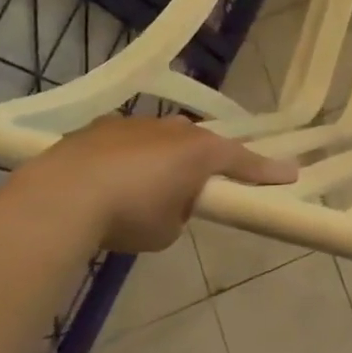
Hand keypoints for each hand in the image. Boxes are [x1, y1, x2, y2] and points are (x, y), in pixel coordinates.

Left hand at [15, 115, 297, 253]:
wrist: (60, 197)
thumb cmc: (129, 215)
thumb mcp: (168, 229)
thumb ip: (181, 211)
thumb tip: (169, 202)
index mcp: (200, 151)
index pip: (243, 160)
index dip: (267, 171)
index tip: (291, 174)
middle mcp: (172, 129)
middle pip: (199, 144)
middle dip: (202, 163)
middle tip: (197, 188)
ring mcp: (133, 123)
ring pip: (160, 140)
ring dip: (161, 160)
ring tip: (143, 190)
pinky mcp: (97, 128)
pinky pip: (126, 143)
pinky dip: (126, 160)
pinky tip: (108, 183)